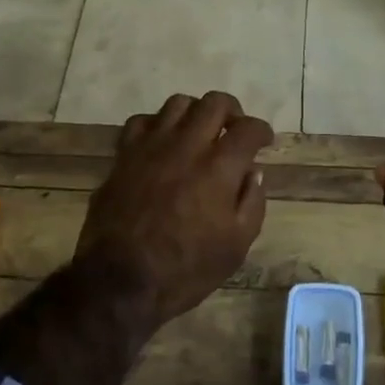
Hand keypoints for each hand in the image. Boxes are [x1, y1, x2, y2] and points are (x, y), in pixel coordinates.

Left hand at [72, 90, 273, 328]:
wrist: (120, 282)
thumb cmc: (185, 269)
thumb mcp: (236, 246)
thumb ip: (252, 203)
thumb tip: (253, 172)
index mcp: (219, 167)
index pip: (248, 129)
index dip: (261, 131)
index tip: (264, 141)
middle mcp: (187, 145)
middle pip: (215, 102)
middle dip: (232, 111)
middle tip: (233, 130)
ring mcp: (151, 146)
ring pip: (178, 103)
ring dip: (195, 112)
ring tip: (198, 132)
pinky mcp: (124, 155)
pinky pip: (141, 121)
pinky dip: (157, 125)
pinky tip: (161, 142)